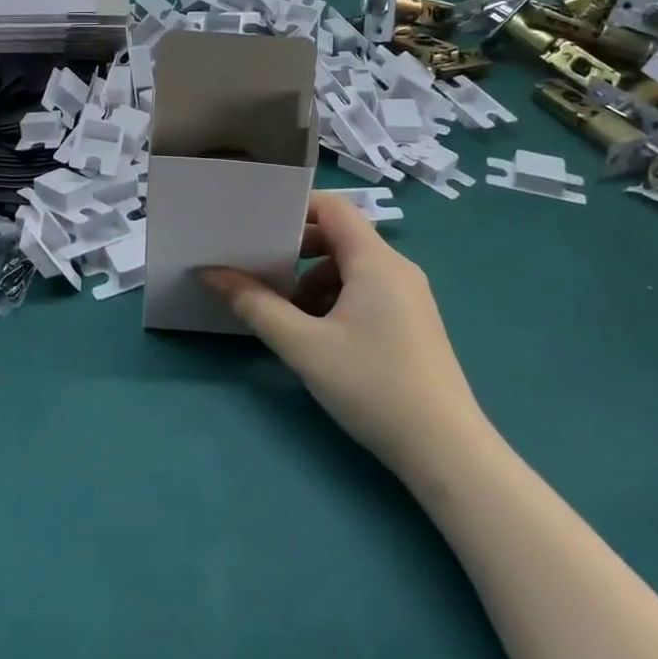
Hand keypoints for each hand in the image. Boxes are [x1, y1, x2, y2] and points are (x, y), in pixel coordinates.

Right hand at [201, 192, 483, 476]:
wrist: (446, 451)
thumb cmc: (372, 386)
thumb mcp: (303, 345)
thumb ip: (255, 305)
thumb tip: (211, 273)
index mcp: (376, 261)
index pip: (333, 207)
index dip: (294, 208)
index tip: (256, 225)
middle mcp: (397, 268)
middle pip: (340, 237)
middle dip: (297, 250)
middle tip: (262, 272)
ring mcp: (409, 297)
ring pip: (352, 268)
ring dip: (314, 281)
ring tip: (288, 316)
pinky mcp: (413, 323)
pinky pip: (368, 292)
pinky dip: (337, 300)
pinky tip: (320, 338)